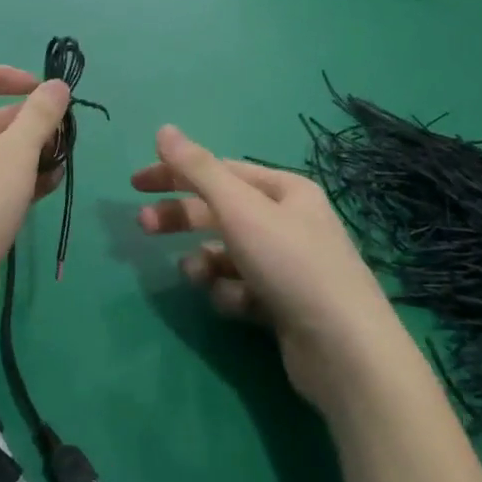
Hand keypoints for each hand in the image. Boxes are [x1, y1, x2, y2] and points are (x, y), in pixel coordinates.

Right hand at [134, 125, 390, 411]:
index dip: (176, 173)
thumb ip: (197, 169)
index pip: (219, 171)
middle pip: (220, 210)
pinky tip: (240, 305)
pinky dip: (232, 294)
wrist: (344, 352)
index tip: (136, 185)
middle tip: (144, 226)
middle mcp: (289, 221)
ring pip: (227, 253)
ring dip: (206, 263)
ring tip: (200, 278)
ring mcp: (288, 265)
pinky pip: (242, 288)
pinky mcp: (284, 304)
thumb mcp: (239, 209)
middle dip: (182, 218)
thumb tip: (163, 129)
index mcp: (285, 189)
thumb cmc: (289, 264)